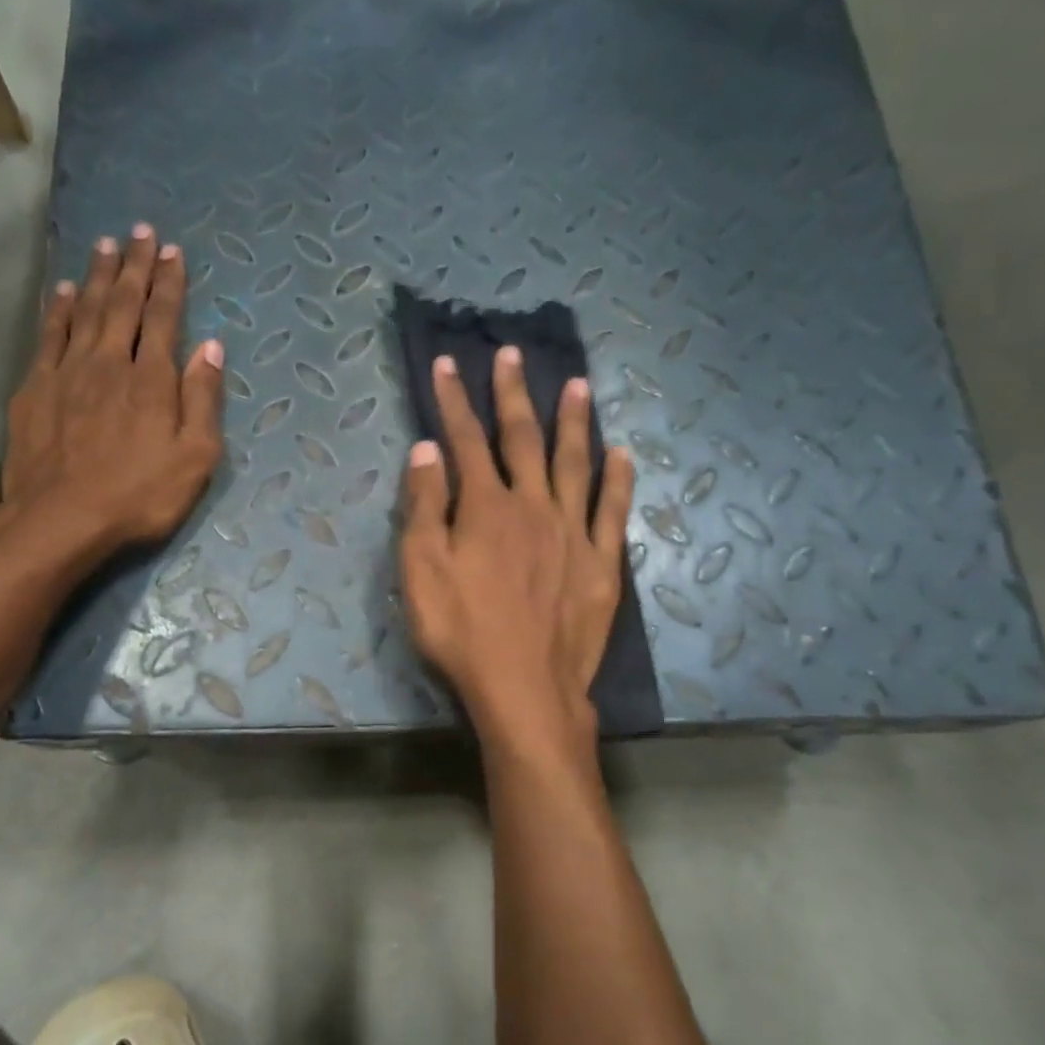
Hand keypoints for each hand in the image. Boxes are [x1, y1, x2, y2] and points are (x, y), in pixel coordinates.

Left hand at [0, 225, 223, 569]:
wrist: (61, 520)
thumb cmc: (139, 495)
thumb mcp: (195, 458)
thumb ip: (204, 399)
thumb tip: (211, 346)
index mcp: (152, 379)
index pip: (163, 318)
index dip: (170, 283)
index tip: (173, 252)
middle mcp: (109, 362)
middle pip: (123, 303)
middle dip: (134, 266)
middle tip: (141, 231)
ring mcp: (67, 372)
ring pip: (83, 310)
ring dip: (96, 275)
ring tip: (104, 245)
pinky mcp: (35, 388)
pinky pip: (48, 336)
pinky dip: (56, 309)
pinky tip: (60, 291)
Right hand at [399, 347, 633, 751]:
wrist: (525, 689)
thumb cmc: (461, 632)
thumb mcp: (421, 572)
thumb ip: (423, 507)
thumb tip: (427, 450)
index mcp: (486, 507)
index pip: (466, 440)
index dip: (454, 400)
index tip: (448, 364)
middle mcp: (533, 506)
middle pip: (523, 439)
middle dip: (515, 395)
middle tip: (515, 355)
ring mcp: (573, 533)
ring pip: (575, 464)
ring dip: (575, 422)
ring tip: (579, 385)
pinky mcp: (601, 564)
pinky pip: (613, 511)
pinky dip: (619, 480)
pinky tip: (623, 455)